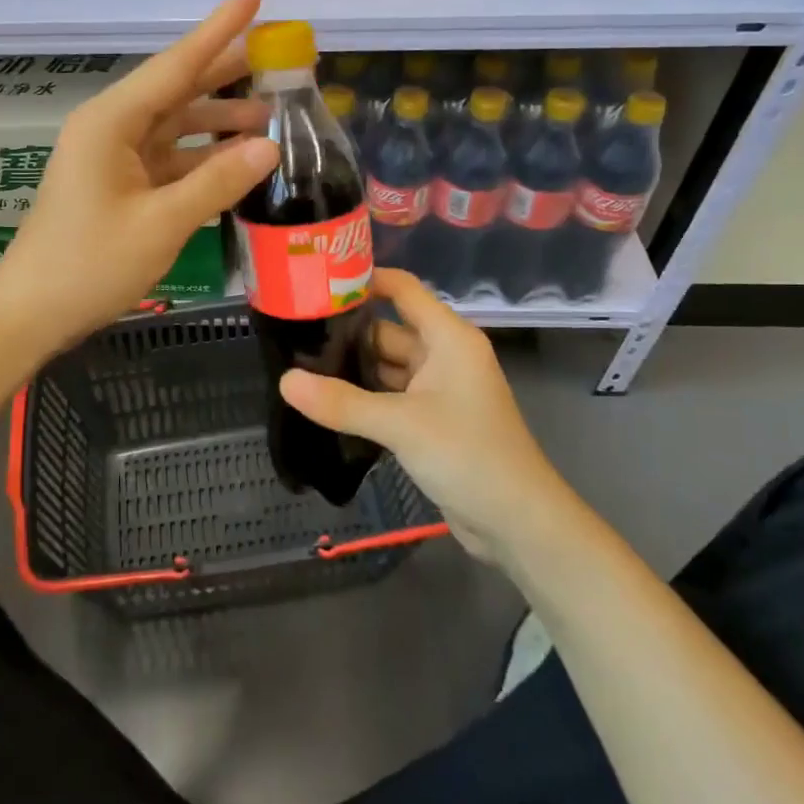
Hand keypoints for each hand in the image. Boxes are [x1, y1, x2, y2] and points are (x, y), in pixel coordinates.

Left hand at [0, 0, 278, 352]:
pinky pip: (169, 158)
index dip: (220, 29)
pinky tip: (237, 160)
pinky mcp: (118, 185)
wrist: (32, 312)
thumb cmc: (90, 264)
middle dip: (226, 72)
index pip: (177, 64)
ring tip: (272, 116)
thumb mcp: (161, 223)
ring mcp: (114, 158)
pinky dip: (203, 157)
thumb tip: (270, 146)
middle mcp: (112, 128)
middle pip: (177, 88)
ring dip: (219, 120)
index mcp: (112, 122)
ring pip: (176, 125)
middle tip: (278, 58)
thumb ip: (217, 182)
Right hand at [280, 268, 572, 563]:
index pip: (402, 290)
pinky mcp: (432, 420)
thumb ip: (342, 402)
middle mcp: (444, 355)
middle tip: (294, 331)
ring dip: (352, 366)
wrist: (518, 522)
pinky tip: (326, 400)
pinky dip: (364, 395)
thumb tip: (285, 381)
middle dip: (347, 331)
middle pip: (388, 329)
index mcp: (449, 338)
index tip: (317, 281)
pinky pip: (391, 395)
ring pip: (388, 365)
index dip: (364, 280)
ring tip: (300, 363)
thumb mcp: (401, 424)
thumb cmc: (468, 455)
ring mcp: (439, 389)